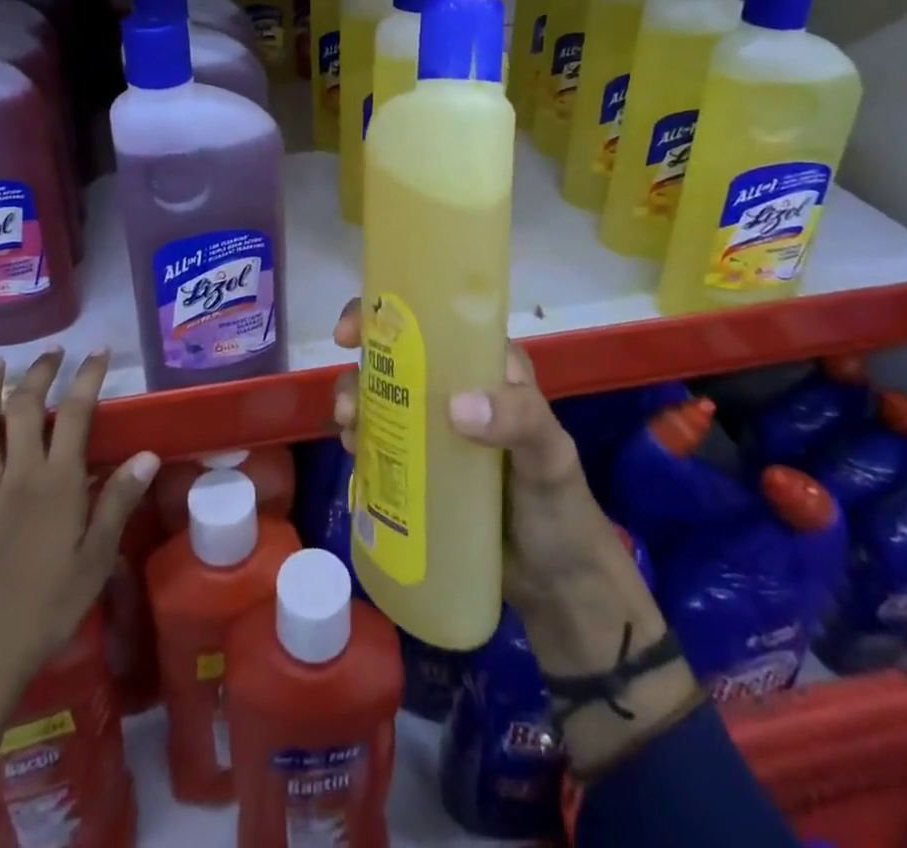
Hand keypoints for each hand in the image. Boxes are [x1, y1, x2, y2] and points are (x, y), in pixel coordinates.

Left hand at [0, 348, 159, 811]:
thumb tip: (147, 454)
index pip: (76, 415)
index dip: (88, 378)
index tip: (99, 352)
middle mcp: (18, 476)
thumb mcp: (97, 559)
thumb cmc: (49, 608)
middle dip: (39, 374)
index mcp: (56, 484)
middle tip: (52, 353)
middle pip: (26, 410)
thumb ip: (118, 502)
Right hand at [332, 301, 698, 772]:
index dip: (389, 318)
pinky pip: (383, 440)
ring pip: (383, 398)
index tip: (350, 333)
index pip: (436, 323)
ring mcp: (436, 429)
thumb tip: (456, 406)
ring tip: (349, 433)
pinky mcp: (423, 467)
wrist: (558, 588)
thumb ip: (518, 420)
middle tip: (346, 404)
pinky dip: (362, 439)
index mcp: (488, 367)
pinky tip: (354, 455)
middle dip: (361, 370)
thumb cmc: (560, 508)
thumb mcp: (550, 457)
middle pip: (396, 359)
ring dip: (355, 405)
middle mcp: (457, 388)